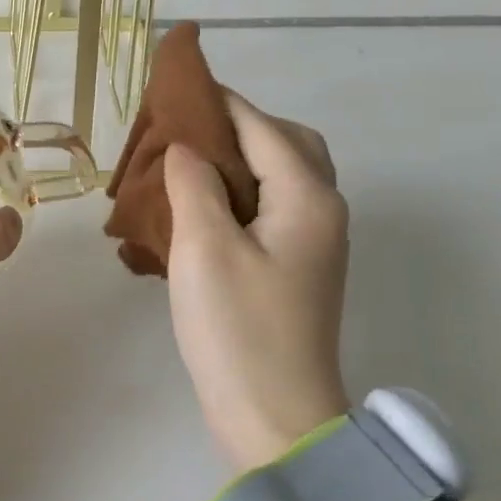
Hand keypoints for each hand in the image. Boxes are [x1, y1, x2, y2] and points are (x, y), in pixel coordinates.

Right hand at [163, 93, 351, 470]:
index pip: (263, 128)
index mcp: (307, 199)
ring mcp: (311, 243)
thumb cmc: (239, 329)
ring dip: (238, 160)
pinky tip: (200, 206)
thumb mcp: (206, 248)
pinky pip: (269, 208)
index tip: (180, 84)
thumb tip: (185, 148)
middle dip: (238, 126)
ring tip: (186, 163)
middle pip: (286, 145)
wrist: (274, 417)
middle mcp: (320, 212)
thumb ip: (194, 184)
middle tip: (186, 130)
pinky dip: (239, 193)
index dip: (221, 101)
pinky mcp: (294, 268)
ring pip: (279, 178)